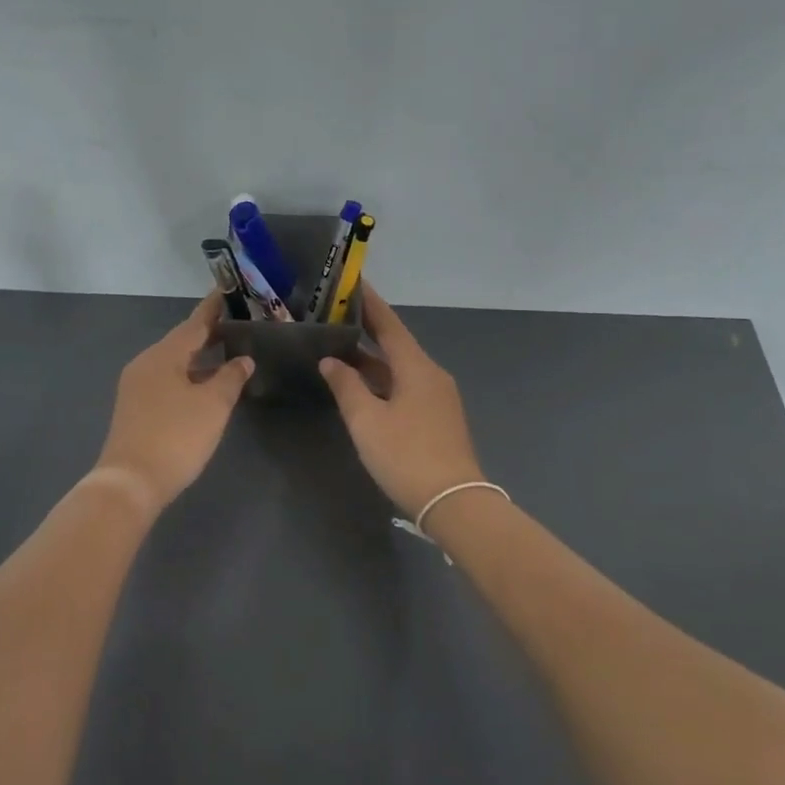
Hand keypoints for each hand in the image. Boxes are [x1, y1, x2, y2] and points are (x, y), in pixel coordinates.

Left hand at [92, 295, 253, 513]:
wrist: (131, 482)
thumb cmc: (176, 437)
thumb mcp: (212, 405)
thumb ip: (230, 378)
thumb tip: (243, 360)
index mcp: (163, 355)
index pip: (194, 323)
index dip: (212, 309)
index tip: (226, 291)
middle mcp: (146, 364)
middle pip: (181, 342)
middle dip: (208, 334)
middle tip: (236, 325)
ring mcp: (136, 387)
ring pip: (173, 363)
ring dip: (199, 359)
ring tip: (226, 354)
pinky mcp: (135, 408)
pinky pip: (166, 381)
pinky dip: (188, 376)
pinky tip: (204, 386)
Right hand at [320, 284, 486, 517]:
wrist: (453, 502)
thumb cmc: (406, 455)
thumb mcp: (367, 420)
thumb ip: (346, 386)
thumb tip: (331, 361)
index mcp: (416, 367)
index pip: (389, 325)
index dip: (370, 304)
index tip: (354, 283)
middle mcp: (431, 375)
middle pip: (396, 345)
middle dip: (367, 330)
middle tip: (336, 316)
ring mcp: (437, 398)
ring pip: (399, 368)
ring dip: (372, 359)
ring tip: (339, 348)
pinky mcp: (437, 418)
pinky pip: (405, 387)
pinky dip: (382, 380)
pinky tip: (362, 386)